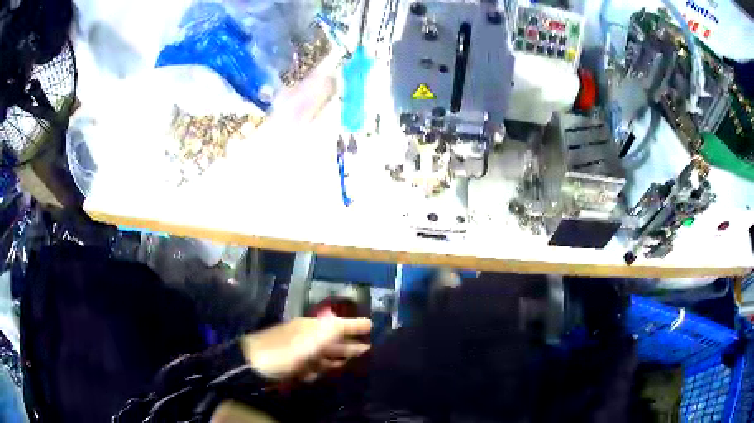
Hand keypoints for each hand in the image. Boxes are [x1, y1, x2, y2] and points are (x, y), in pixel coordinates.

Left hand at [240, 317, 371, 381]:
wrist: (253, 365)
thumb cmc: (284, 352)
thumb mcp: (310, 341)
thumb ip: (334, 332)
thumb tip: (359, 323)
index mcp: (311, 328)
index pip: (339, 325)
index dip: (355, 325)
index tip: (371, 325)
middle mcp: (307, 337)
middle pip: (333, 341)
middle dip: (350, 345)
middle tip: (369, 348)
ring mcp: (299, 351)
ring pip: (323, 354)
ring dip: (337, 358)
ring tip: (353, 362)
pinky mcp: (293, 365)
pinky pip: (312, 366)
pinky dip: (320, 369)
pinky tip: (326, 372)